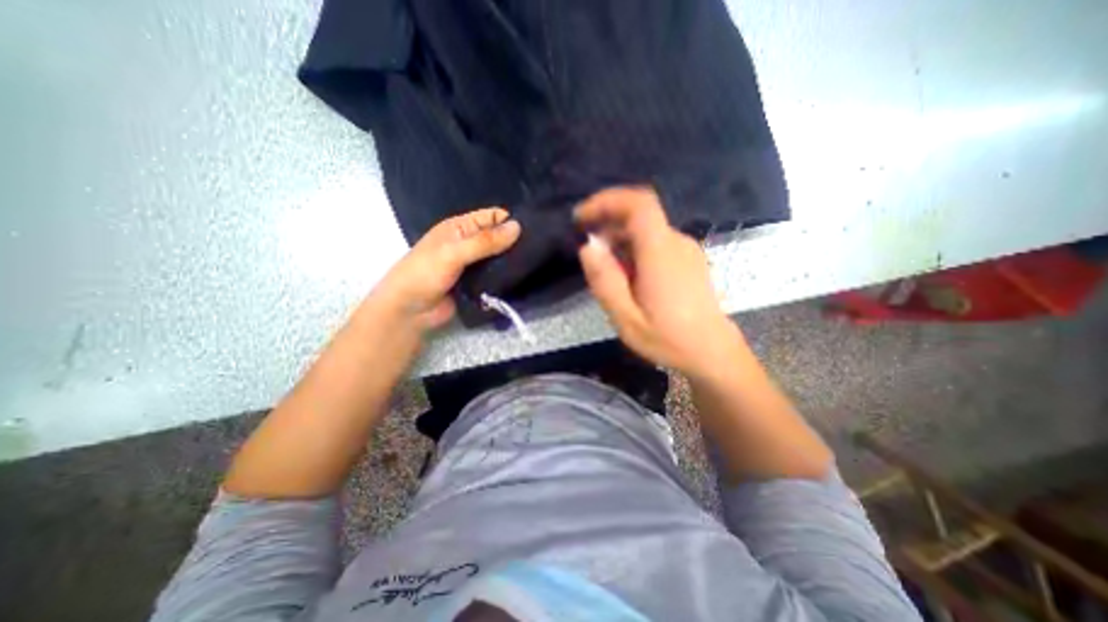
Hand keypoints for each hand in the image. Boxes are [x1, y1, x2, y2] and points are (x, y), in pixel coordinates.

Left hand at [371, 206, 521, 335]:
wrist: (409, 311)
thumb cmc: (425, 274)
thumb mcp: (454, 252)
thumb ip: (485, 241)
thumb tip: (518, 227)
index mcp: (460, 228)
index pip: (491, 217)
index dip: (510, 220)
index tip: (535, 230)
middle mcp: (468, 244)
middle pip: (497, 238)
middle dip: (515, 243)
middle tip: (539, 250)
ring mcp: (473, 266)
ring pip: (498, 259)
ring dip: (511, 262)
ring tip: (535, 264)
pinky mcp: (477, 284)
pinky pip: (495, 277)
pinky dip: (505, 278)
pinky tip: (522, 279)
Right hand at [576, 187, 738, 376]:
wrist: (712, 353)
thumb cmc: (669, 339)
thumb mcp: (626, 318)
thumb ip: (605, 281)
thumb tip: (588, 247)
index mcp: (661, 253)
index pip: (638, 203)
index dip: (607, 201)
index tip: (582, 218)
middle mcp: (676, 242)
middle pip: (639, 215)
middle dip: (608, 224)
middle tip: (589, 251)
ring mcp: (685, 250)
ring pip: (646, 229)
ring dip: (620, 239)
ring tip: (606, 269)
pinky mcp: (688, 259)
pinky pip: (655, 242)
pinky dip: (633, 248)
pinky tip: (627, 275)